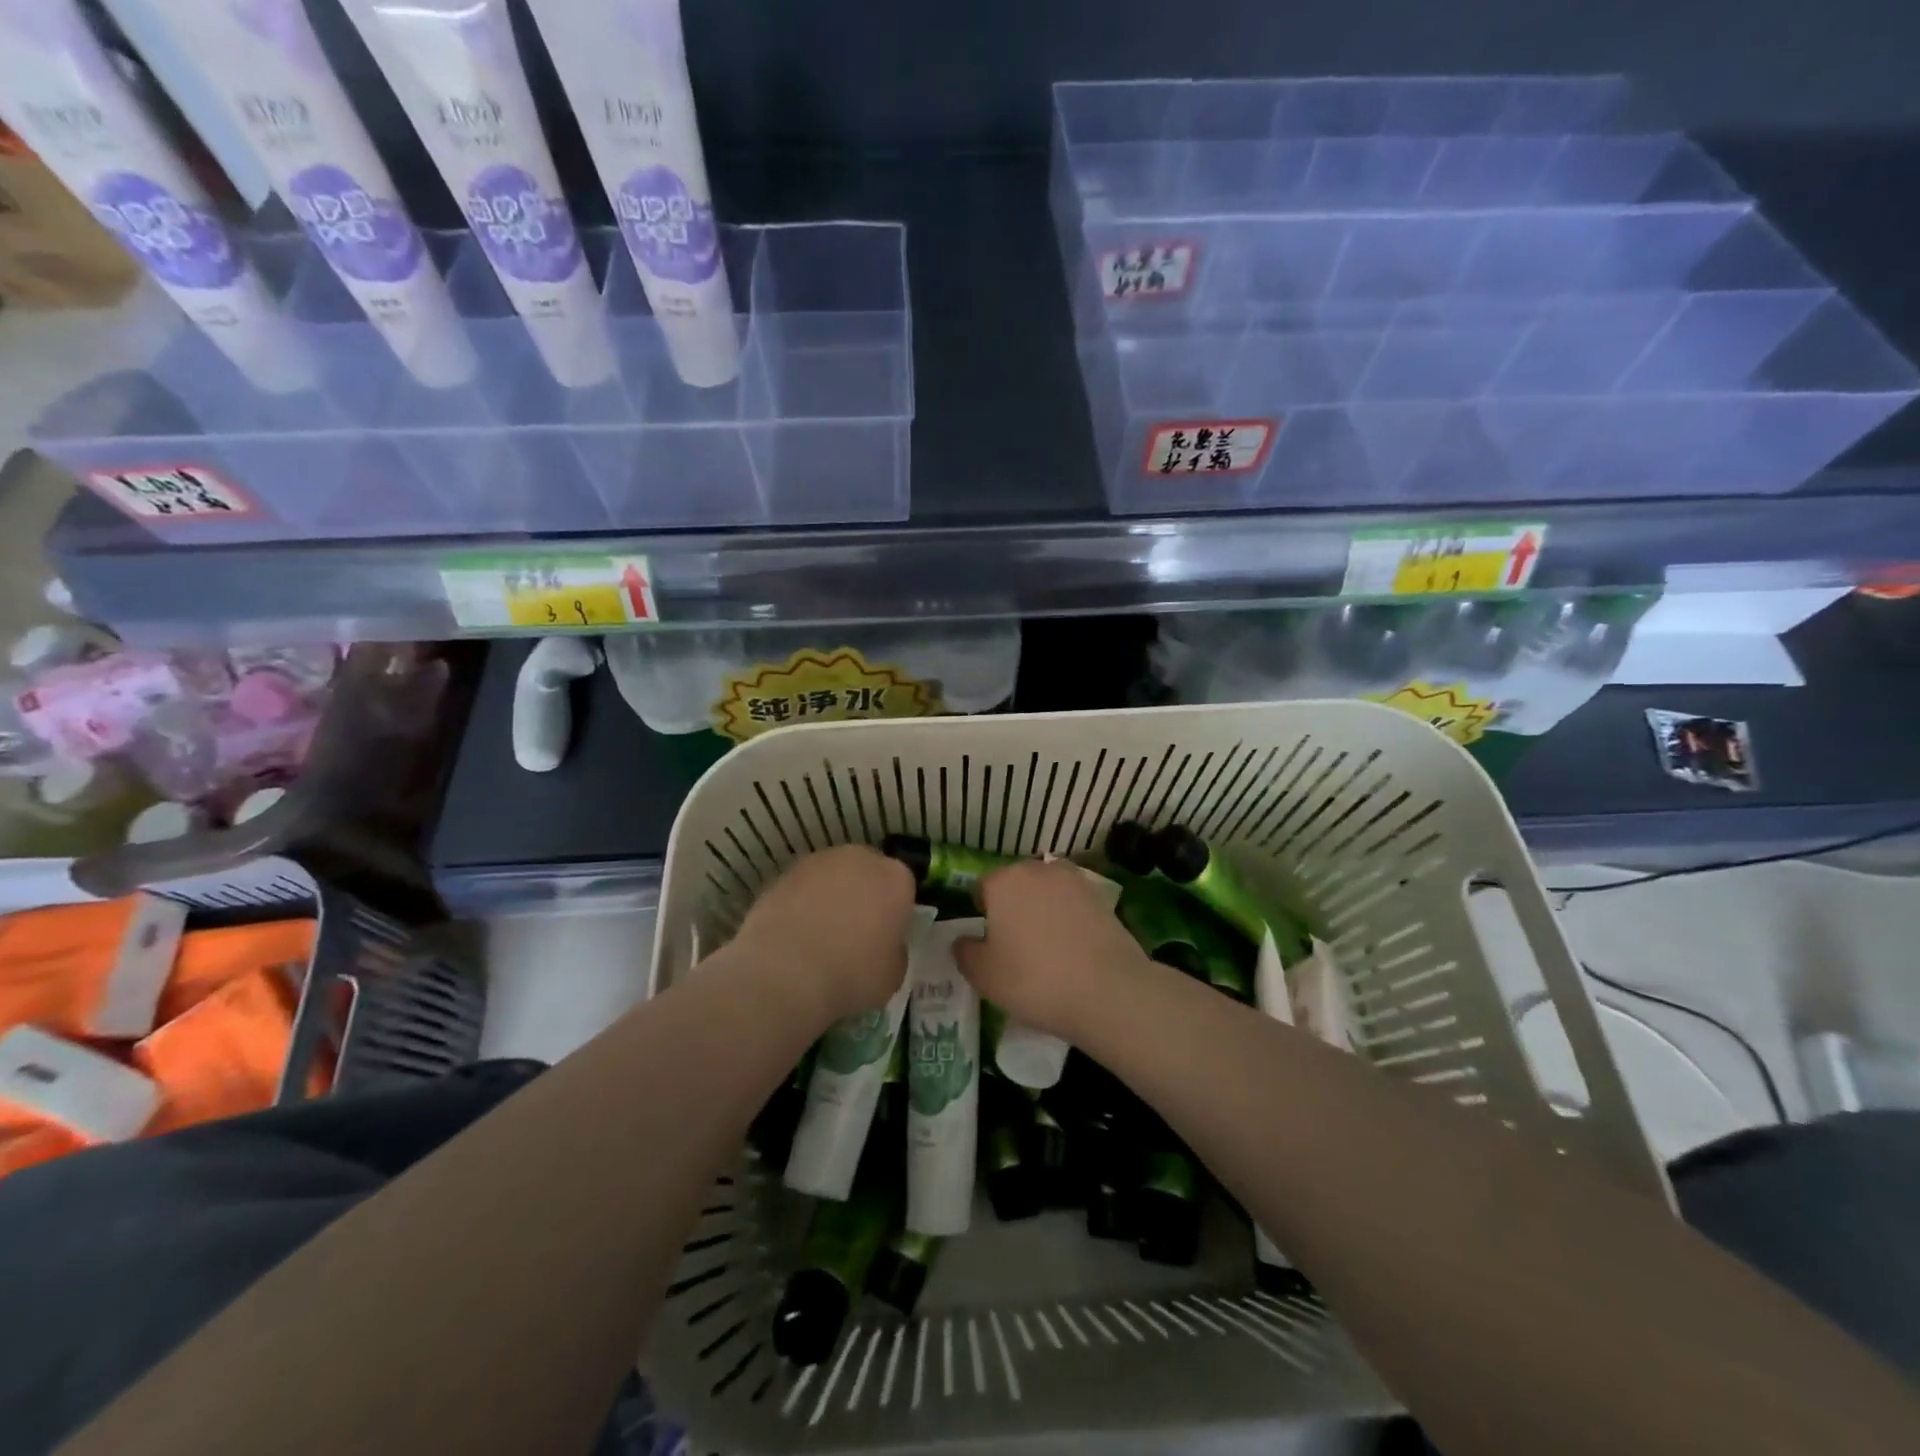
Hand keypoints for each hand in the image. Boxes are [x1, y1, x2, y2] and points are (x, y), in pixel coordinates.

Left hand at [728, 845, 916, 1024]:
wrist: (786, 972)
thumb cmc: (852, 974)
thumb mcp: (893, 974)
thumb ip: (893, 950)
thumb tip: (881, 945)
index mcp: (896, 878)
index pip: (903, 886)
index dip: (894, 911)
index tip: (886, 934)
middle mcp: (860, 859)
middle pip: (867, 872)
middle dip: (863, 894)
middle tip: (853, 931)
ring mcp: (818, 861)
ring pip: (832, 876)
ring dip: (830, 895)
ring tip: (818, 934)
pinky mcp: (783, 873)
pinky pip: (802, 888)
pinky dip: (801, 904)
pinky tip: (794, 934)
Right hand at [954, 859, 1149, 1038]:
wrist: (1108, 990)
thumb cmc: (1034, 979)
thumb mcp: (984, 976)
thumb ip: (965, 952)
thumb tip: (963, 940)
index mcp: (1003, 881)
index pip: (981, 888)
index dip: (981, 913)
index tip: (987, 941)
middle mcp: (1038, 870)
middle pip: (1016, 884)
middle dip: (1012, 907)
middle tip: (1015, 945)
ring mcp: (1074, 881)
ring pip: (1047, 892)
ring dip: (1043, 910)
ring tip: (1047, 947)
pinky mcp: (1102, 897)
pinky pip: (1073, 904)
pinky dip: (1070, 919)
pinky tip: (1073, 948)